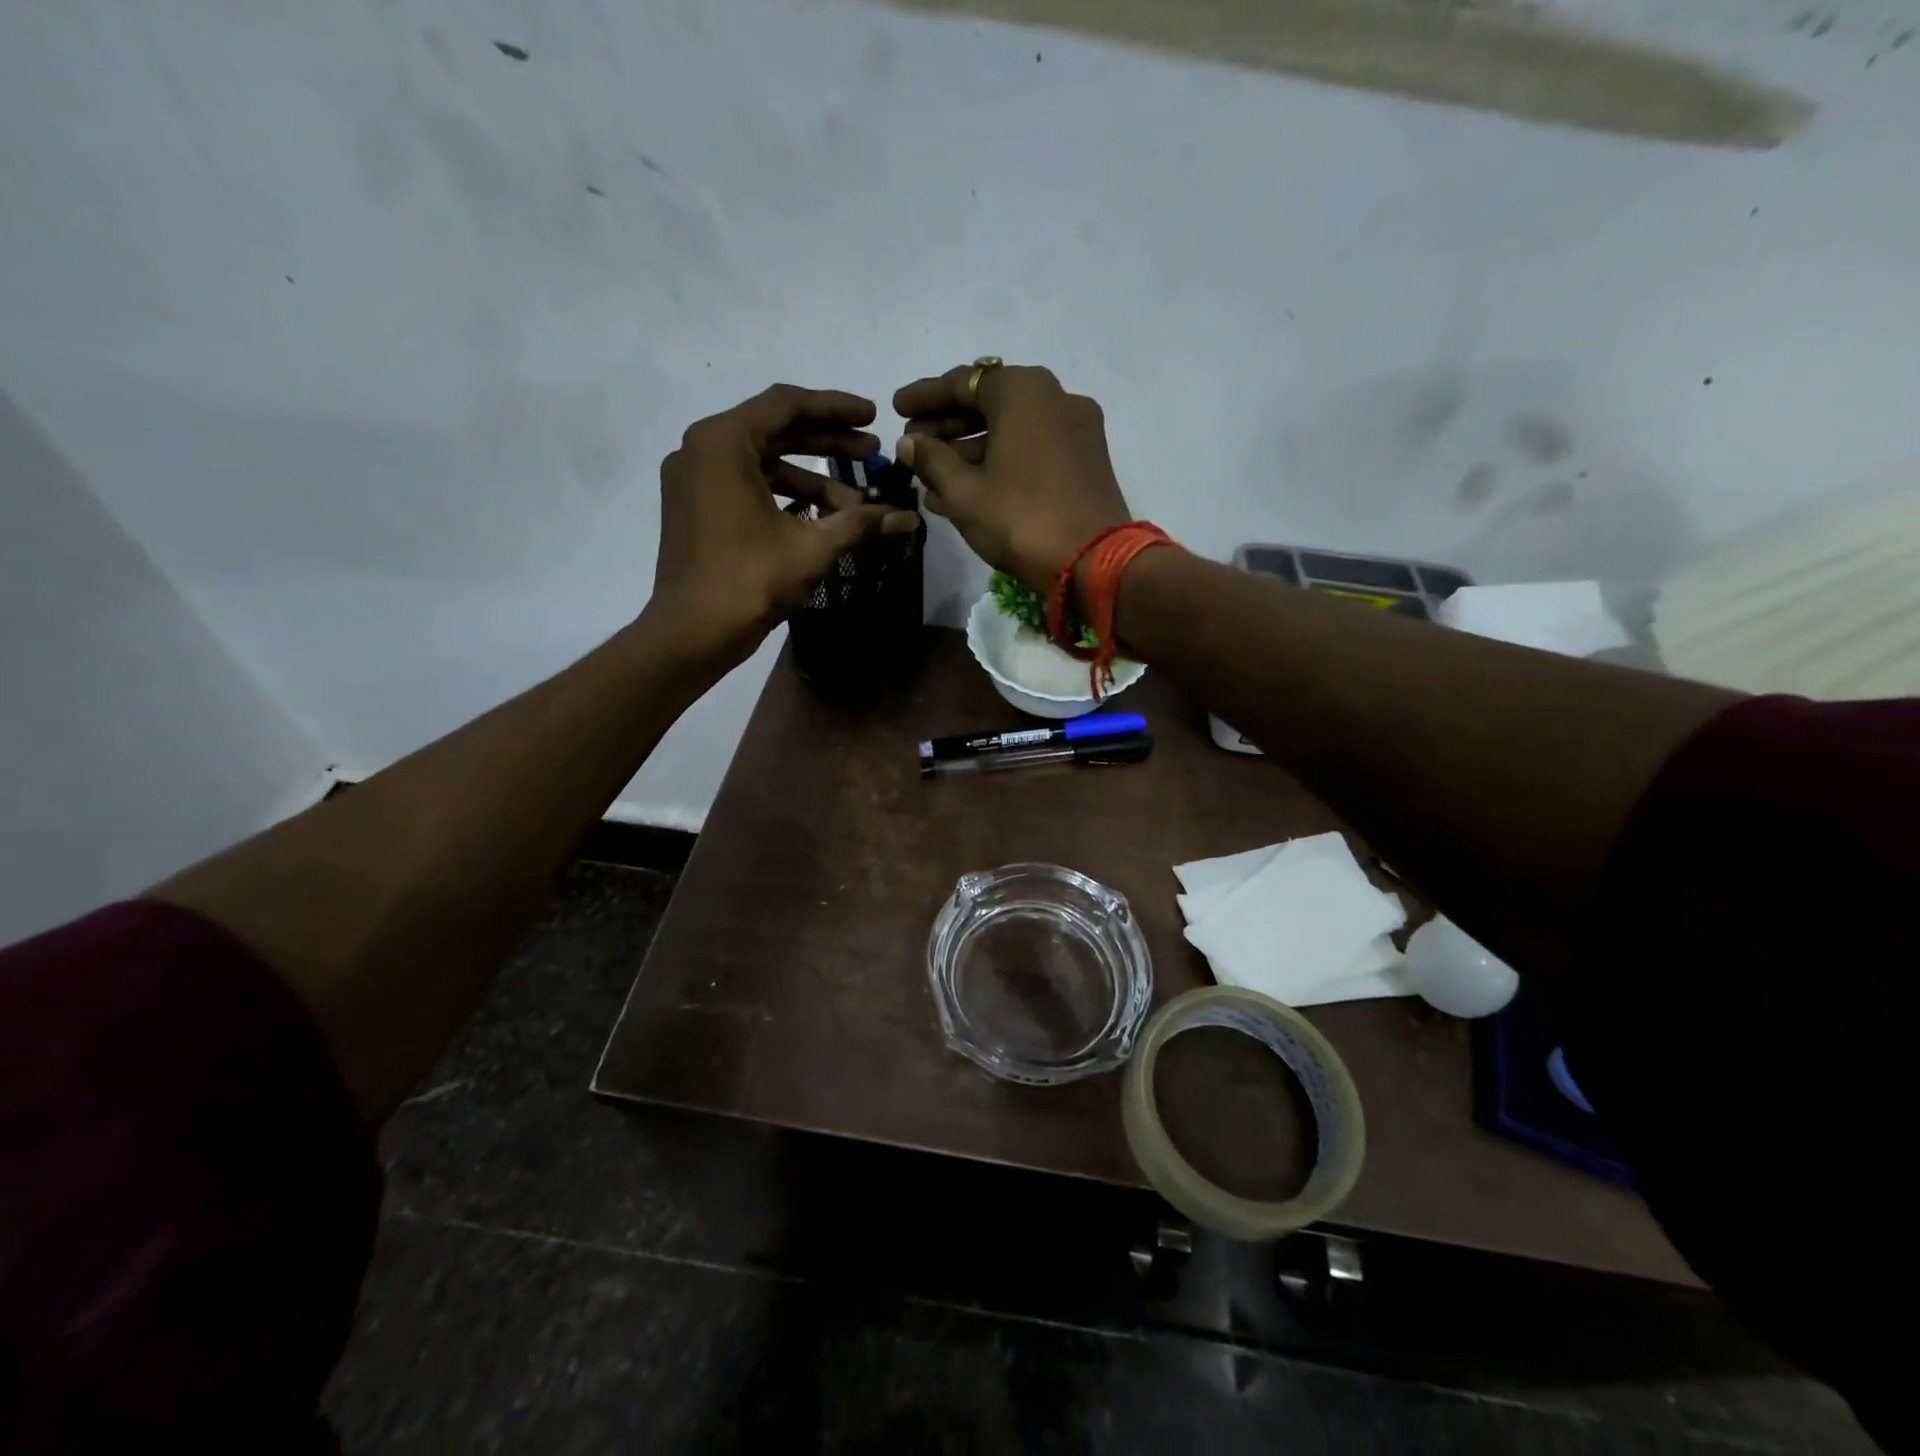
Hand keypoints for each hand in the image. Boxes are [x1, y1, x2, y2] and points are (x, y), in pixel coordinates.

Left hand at [645, 385, 917, 663]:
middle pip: (775, 430)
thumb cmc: (749, 580)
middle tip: (872, 454)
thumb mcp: (812, 548)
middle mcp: (702, 449)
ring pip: (762, 461)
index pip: (787, 405)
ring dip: (811, 477)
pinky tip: (821, 515)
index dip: (836, 409)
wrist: (692, 633)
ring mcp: (694, 479)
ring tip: (856, 501)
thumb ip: (860, 523)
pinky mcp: (695, 507)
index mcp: (723, 442)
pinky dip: (784, 494)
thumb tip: (908, 518)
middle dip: (827, 442)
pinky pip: (746, 484)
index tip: (873, 417)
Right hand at [893, 363, 1131, 591]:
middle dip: (947, 425)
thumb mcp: (964, 492)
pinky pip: (1032, 449)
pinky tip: (967, 489)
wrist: (1094, 562)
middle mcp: (1054, 397)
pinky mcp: (1087, 459)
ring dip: (970, 450)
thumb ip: (931, 460)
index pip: (963, 382)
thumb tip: (908, 443)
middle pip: (989, 403)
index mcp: (1023, 391)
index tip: (896, 410)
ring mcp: (1076, 429)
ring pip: (1011, 429)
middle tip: (913, 445)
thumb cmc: (1020, 519)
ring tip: (932, 476)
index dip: (925, 397)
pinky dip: (1000, 462)